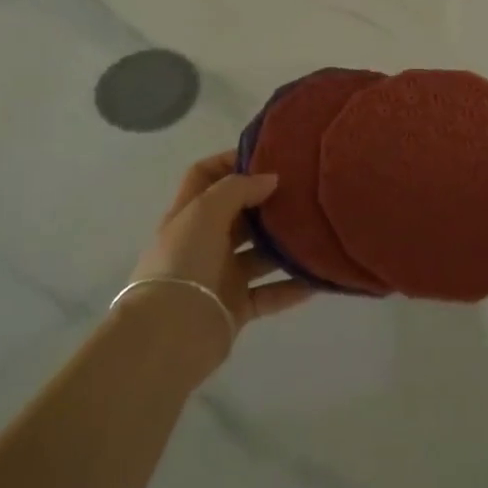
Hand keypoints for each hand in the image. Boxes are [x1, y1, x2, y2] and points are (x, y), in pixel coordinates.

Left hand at [128, 152, 316, 340]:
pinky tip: (318, 278)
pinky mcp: (236, 307)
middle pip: (238, 214)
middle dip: (266, 202)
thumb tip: (270, 179)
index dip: (230, 160)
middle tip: (303, 191)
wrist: (169, 333)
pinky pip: (270, 293)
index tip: (267, 154)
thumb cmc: (183, 261)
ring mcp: (220, 276)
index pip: (205, 175)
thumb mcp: (204, 212)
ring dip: (284, 245)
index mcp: (189, 214)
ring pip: (259, 255)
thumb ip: (238, 189)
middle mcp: (204, 242)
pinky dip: (292, 287)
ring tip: (317, 231)